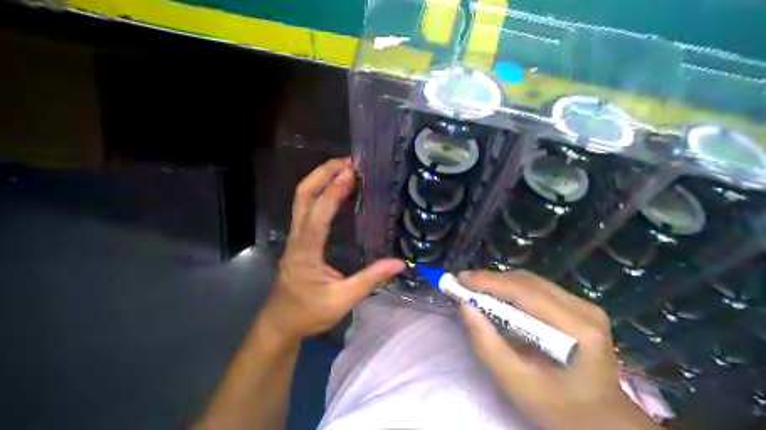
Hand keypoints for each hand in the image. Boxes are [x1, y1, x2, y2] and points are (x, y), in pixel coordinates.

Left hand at [261, 160, 405, 344]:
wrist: (280, 323)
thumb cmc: (308, 313)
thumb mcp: (341, 300)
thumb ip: (370, 281)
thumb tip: (399, 263)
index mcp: (305, 251)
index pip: (318, 215)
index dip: (333, 192)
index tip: (351, 173)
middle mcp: (296, 237)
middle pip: (303, 196)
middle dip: (323, 173)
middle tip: (349, 162)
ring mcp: (295, 237)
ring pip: (302, 199)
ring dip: (321, 180)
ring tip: (347, 170)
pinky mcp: (299, 240)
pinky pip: (308, 209)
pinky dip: (323, 194)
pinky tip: (341, 195)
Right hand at [457, 270, 661, 429]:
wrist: (601, 420)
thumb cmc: (558, 407)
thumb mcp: (516, 382)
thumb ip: (487, 343)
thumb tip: (465, 306)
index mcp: (576, 330)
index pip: (526, 293)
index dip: (490, 282)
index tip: (460, 279)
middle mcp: (585, 310)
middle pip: (530, 282)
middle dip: (492, 280)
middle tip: (463, 283)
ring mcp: (586, 306)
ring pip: (534, 282)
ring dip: (502, 283)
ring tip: (475, 288)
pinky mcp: (582, 308)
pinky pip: (541, 289)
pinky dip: (514, 290)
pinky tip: (498, 296)